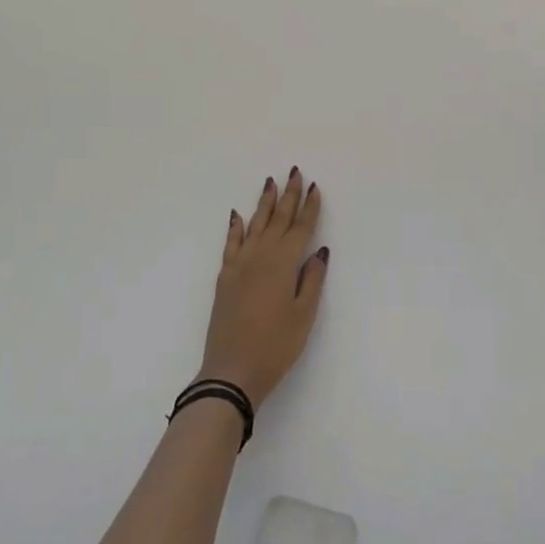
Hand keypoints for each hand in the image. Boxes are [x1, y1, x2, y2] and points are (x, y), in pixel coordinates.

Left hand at [198, 170, 328, 411]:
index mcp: (284, 263)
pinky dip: (236, 227)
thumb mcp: (304, 314)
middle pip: (278, 219)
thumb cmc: (276, 345)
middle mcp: (261, 256)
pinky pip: (232, 243)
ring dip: (264, 203)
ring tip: (271, 182)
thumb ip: (312, 279)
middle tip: (295, 172)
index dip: (309, 207)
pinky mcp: (225, 277)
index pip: (301, 228)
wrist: (231, 371)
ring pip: (255, 224)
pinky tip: (238, 215)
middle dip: (288, 195)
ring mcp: (240, 265)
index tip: (315, 187)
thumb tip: (319, 251)